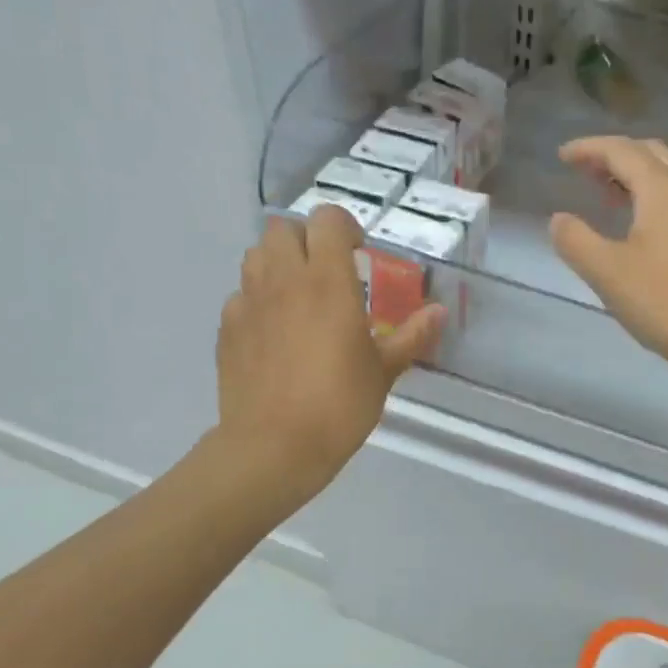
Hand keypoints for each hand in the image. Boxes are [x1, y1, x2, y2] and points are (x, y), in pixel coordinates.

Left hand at [216, 208, 443, 499]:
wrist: (274, 446)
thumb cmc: (339, 405)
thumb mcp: (384, 371)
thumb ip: (412, 335)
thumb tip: (439, 311)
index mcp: (327, 282)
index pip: (327, 220)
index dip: (344, 228)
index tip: (358, 254)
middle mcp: (284, 280)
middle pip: (284, 228)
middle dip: (306, 240)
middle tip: (326, 273)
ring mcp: (249, 302)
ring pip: (256, 255)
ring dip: (278, 264)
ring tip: (298, 297)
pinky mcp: (227, 328)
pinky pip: (240, 295)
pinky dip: (257, 301)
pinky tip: (273, 333)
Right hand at [550, 136, 667, 381]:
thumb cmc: (666, 302)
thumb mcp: (608, 273)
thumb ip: (576, 241)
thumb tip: (559, 219)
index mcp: (662, 189)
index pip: (620, 150)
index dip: (588, 148)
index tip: (561, 157)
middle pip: (649, 153)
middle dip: (614, 155)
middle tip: (583, 171)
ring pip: (667, 177)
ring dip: (634, 177)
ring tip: (604, 196)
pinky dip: (650, 198)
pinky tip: (637, 228)